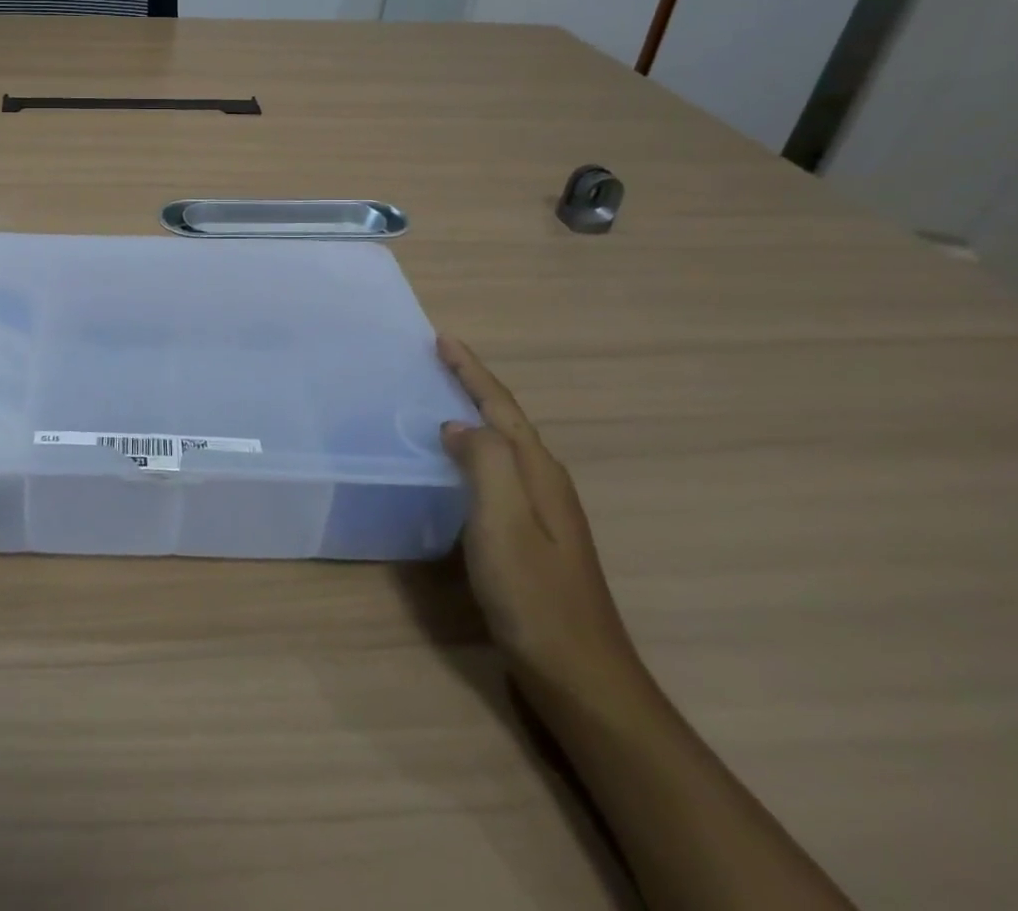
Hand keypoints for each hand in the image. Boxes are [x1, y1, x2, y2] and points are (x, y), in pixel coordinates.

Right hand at [438, 336, 643, 705]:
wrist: (581, 679)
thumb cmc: (535, 596)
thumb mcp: (504, 521)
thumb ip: (484, 461)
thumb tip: (457, 425)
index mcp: (538, 472)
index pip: (500, 406)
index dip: (471, 371)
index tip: (441, 339)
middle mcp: (545, 483)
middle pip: (505, 420)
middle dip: (473, 386)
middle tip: (436, 361)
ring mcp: (543, 514)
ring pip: (503, 448)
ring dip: (474, 418)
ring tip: (440, 402)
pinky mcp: (532, 540)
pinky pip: (498, 476)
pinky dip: (475, 455)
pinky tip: (457, 468)